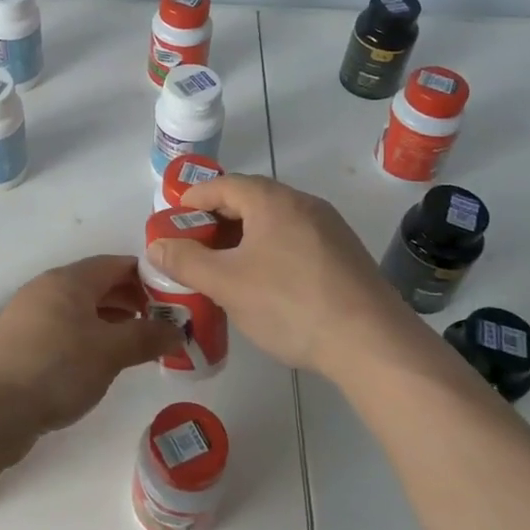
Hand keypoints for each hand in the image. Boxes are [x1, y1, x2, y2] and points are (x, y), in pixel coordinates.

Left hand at [0, 255, 176, 455]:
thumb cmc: (54, 368)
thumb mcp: (109, 352)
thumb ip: (146, 337)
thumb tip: (178, 329)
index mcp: (68, 280)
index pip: (116, 264)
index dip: (148, 277)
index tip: (175, 299)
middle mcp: (47, 289)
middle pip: (98, 285)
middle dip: (132, 301)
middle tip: (163, 325)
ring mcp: (30, 316)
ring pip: (81, 310)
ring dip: (111, 322)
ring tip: (138, 346)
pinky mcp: (21, 344)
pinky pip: (64, 331)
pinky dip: (88, 339)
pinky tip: (100, 363)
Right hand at [147, 174, 404, 376]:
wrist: (373, 344)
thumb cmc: (290, 304)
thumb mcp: (226, 284)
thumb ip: (185, 261)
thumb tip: (156, 245)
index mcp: (273, 200)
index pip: (224, 185)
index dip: (194, 199)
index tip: (173, 219)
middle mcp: (304, 204)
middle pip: (251, 200)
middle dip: (217, 221)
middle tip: (194, 246)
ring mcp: (331, 229)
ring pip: (275, 223)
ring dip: (244, 238)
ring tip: (225, 268)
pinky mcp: (346, 256)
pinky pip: (296, 241)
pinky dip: (270, 251)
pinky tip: (265, 284)